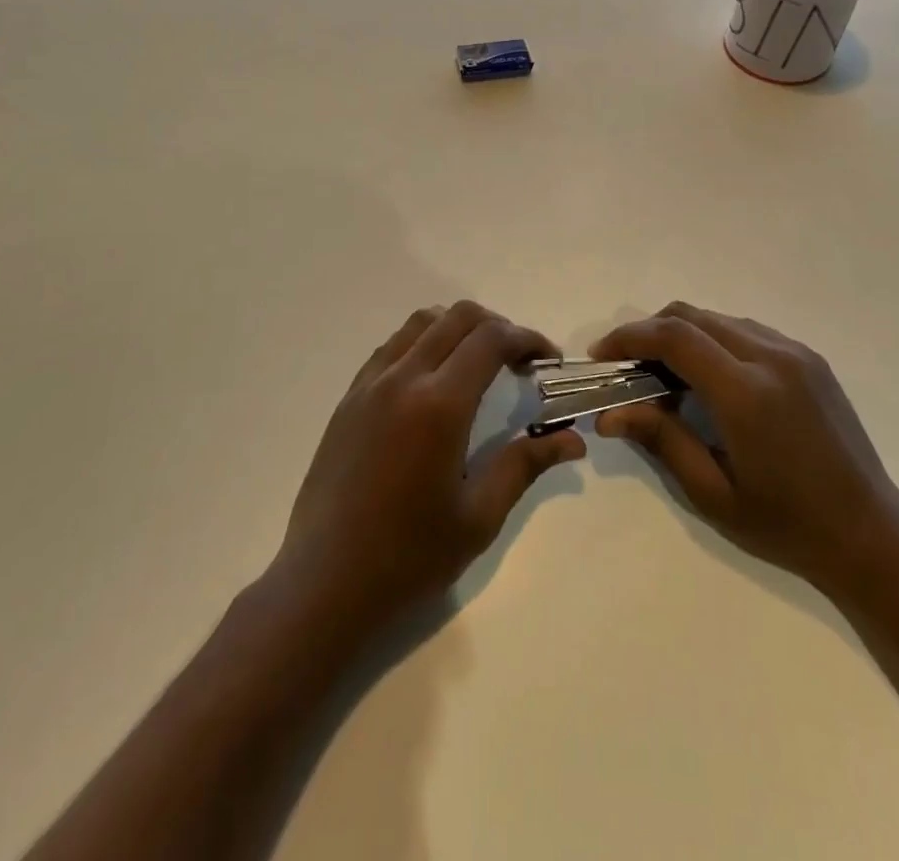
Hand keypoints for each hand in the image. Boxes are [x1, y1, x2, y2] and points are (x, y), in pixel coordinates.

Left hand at [273, 301, 586, 636]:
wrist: (324, 581)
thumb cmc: (409, 556)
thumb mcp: (479, 517)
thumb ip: (526, 464)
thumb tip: (574, 440)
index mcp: (440, 405)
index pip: (491, 339)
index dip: (527, 338)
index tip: (548, 360)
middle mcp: (403, 378)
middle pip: (458, 317)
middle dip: (498, 326)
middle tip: (519, 362)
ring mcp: (370, 383)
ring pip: (422, 321)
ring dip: (459, 327)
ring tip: (477, 364)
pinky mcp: (349, 396)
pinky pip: (392, 345)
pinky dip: (423, 341)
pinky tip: (433, 380)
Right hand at [590, 303, 898, 595]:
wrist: (871, 534)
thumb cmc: (787, 524)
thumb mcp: (713, 493)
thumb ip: (661, 440)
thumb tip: (610, 412)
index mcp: (747, 393)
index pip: (675, 338)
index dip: (630, 337)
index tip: (602, 356)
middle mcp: (772, 358)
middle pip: (693, 316)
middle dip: (650, 332)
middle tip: (628, 369)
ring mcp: (796, 353)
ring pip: (719, 319)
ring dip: (683, 336)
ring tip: (666, 377)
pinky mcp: (810, 359)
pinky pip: (747, 331)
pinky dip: (715, 342)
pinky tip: (710, 380)